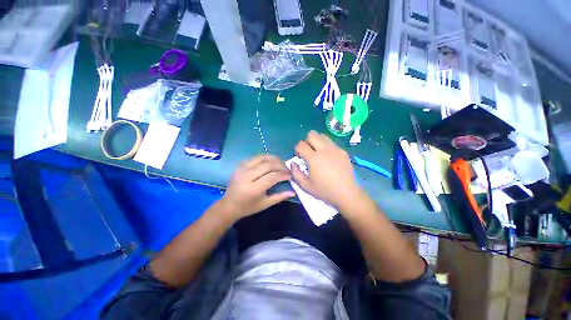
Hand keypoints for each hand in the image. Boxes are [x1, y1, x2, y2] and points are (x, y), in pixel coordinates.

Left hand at [219, 155, 294, 220]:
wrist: (229, 205)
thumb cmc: (248, 207)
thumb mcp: (265, 204)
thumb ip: (280, 197)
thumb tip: (293, 192)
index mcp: (254, 188)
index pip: (272, 176)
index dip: (283, 174)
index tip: (290, 175)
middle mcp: (247, 176)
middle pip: (268, 165)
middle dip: (280, 165)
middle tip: (287, 168)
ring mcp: (242, 169)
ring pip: (261, 158)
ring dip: (273, 158)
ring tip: (281, 162)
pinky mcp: (239, 166)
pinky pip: (254, 158)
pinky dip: (264, 158)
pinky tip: (270, 161)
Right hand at [291, 131, 361, 207]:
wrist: (346, 193)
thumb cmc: (324, 191)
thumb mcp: (305, 186)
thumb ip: (295, 173)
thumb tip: (293, 163)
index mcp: (314, 158)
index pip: (301, 144)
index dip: (297, 149)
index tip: (300, 157)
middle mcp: (324, 150)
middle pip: (312, 134)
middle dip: (307, 141)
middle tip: (308, 152)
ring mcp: (335, 149)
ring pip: (322, 136)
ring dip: (317, 141)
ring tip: (318, 153)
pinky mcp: (343, 151)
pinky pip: (331, 143)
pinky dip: (326, 146)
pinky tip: (329, 157)